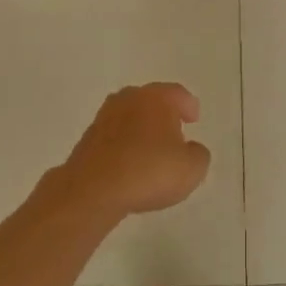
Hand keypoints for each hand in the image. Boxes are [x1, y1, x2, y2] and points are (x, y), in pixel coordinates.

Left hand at [57, 83, 210, 217]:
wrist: (93, 190)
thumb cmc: (148, 171)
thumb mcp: (191, 169)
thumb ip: (198, 155)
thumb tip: (191, 149)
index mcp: (156, 98)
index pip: (177, 94)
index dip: (188, 106)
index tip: (193, 119)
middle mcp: (128, 99)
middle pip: (150, 101)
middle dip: (163, 115)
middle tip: (174, 133)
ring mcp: (104, 118)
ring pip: (129, 118)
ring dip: (141, 130)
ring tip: (151, 152)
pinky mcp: (87, 140)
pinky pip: (114, 138)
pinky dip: (124, 146)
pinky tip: (130, 166)